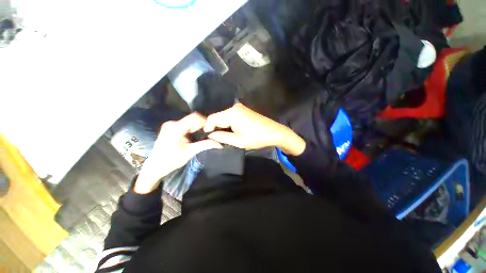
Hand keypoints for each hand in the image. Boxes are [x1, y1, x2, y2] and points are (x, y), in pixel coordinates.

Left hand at [134, 113, 222, 193]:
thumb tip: (219, 144)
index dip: (204, 121)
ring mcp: (171, 124)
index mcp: (175, 128)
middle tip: (209, 134)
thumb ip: (204, 145)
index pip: (194, 117)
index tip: (211, 130)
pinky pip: (185, 124)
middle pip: (192, 119)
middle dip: (202, 125)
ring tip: (203, 135)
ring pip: (189, 121)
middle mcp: (172, 123)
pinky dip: (192, 128)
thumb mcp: (189, 153)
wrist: (155, 166)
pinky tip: (194, 136)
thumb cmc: (171, 160)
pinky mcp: (171, 127)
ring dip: (197, 127)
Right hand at [204, 103, 305, 155]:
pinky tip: (229, 130)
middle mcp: (234, 107)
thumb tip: (210, 134)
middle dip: (214, 127)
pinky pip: (230, 116)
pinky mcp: (243, 110)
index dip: (207, 128)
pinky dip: (227, 123)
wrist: (274, 132)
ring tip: (221, 136)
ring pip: (224, 116)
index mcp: (232, 113)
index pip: (212, 118)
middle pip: (218, 116)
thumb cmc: (257, 138)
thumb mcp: (238, 141)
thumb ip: (221, 137)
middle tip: (213, 138)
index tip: (206, 137)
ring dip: (221, 125)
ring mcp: (240, 108)